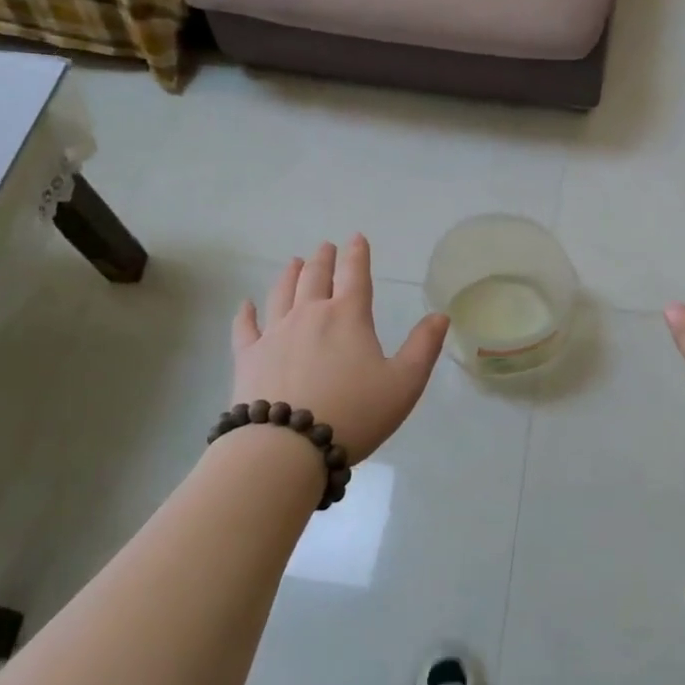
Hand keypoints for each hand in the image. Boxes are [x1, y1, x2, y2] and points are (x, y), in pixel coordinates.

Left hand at [230, 236, 450, 465]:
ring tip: (294, 262)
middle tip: (325, 247)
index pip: (355, 275)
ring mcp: (274, 334)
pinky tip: (246, 305)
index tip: (356, 238)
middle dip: (323, 259)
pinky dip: (246, 313)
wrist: (287, 446)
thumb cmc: (354, 413)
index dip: (357, 254)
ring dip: (290, 274)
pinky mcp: (248, 357)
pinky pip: (245, 327)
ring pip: (281, 293)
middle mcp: (310, 315)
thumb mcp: (404, 383)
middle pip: (316, 277)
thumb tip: (440, 315)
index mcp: (348, 316)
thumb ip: (423, 347)